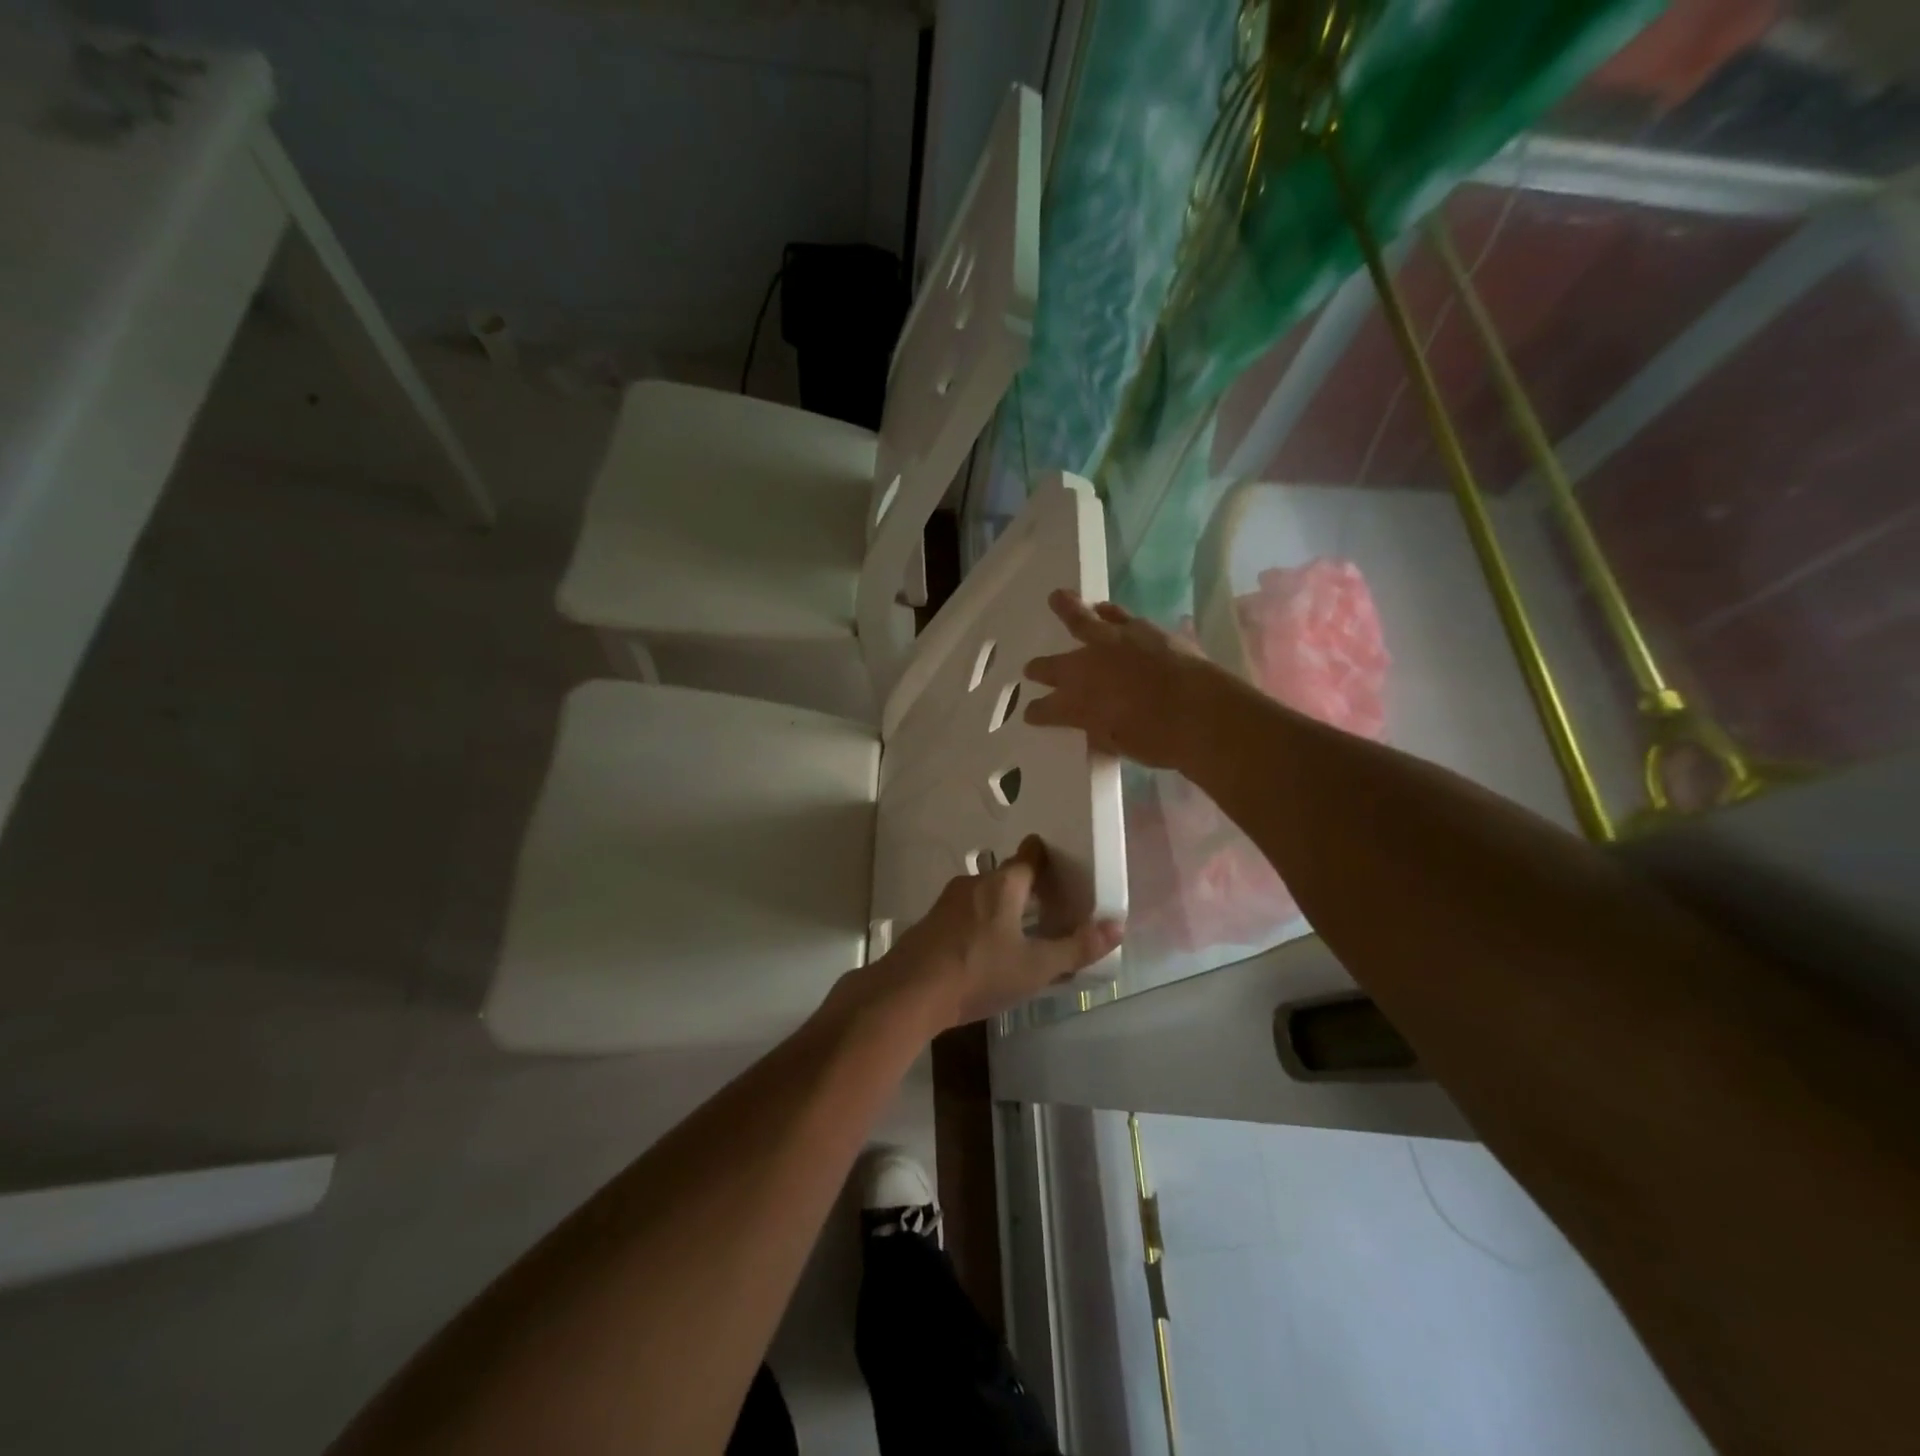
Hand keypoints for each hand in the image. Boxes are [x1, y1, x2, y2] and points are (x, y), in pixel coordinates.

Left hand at [867, 837, 1121, 1029]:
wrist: (909, 993)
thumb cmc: (979, 973)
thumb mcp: (1035, 967)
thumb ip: (1076, 947)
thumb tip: (1117, 926)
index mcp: (1002, 885)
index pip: (1029, 856)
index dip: (1044, 855)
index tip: (1059, 860)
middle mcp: (974, 883)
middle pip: (1006, 876)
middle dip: (1026, 887)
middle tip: (1048, 904)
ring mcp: (947, 902)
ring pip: (983, 896)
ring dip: (1001, 907)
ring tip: (1020, 930)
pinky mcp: (930, 923)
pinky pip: (965, 914)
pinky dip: (980, 923)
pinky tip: (986, 950)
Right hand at [1023, 590, 1223, 768]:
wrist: (1200, 713)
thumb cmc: (1158, 741)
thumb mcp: (1120, 745)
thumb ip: (1102, 733)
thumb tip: (1096, 729)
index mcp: (1076, 703)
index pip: (1046, 709)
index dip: (1037, 712)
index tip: (1031, 714)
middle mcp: (1086, 669)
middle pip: (1054, 666)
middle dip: (1040, 668)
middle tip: (1031, 668)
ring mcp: (1113, 643)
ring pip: (1081, 619)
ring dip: (1068, 609)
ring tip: (1060, 598)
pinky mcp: (1142, 629)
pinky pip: (1118, 616)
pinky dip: (1109, 613)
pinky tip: (1107, 610)